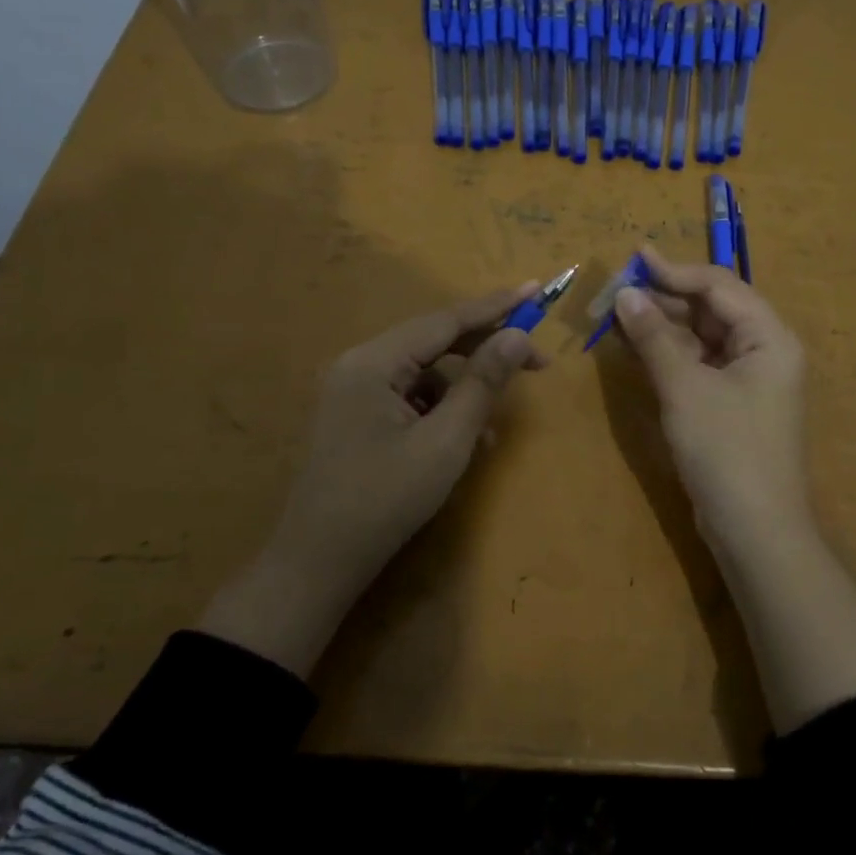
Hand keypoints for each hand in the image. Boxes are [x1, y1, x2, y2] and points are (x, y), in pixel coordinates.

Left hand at [199, 283, 545, 673]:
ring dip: (464, 391)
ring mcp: (354, 392)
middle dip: (485, 352)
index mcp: (374, 362)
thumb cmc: (385, 500)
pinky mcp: (357, 417)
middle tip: (536, 363)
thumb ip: (483, 383)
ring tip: (491, 430)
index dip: (495, 306)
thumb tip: (518, 336)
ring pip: (425, 373)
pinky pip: (410, 398)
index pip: (445, 320)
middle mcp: (360, 365)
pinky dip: (441, 412)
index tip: (537, 290)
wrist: (318, 564)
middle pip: (434, 342)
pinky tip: (461, 442)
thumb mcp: (446, 441)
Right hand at [611, 247, 810, 547]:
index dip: (675, 271)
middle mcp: (764, 350)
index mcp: (769, 337)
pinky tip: (636, 346)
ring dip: (663, 325)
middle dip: (665, 298)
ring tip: (618, 314)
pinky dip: (669, 354)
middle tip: (618, 291)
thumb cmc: (726, 450)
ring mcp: (749, 379)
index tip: (634, 258)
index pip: (719, 286)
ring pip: (702, 337)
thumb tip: (625, 293)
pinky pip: (699, 364)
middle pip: (712, 309)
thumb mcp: (684, 388)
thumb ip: (654, 336)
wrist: (755, 531)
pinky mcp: (732, 404)